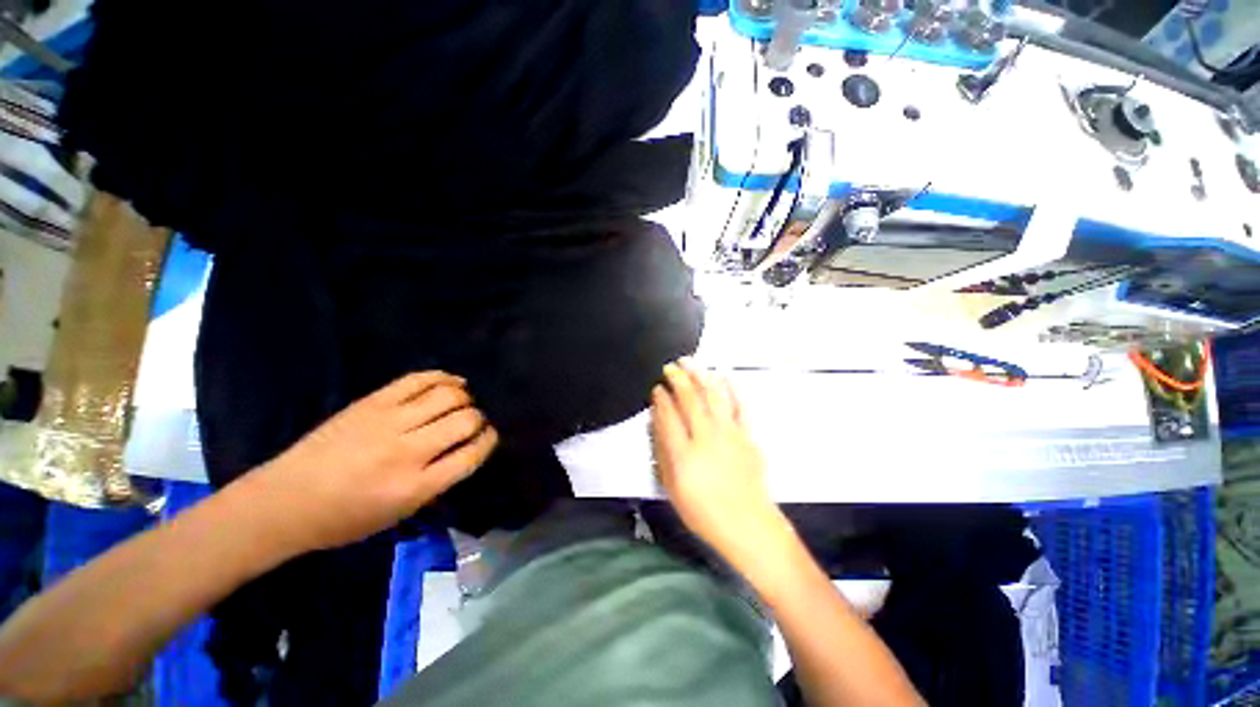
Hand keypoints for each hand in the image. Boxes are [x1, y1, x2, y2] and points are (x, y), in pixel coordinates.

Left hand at [247, 372, 497, 552]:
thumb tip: (466, 448)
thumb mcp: (399, 514)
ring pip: (449, 395)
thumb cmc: (344, 518)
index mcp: (416, 487)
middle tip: (473, 423)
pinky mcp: (373, 402)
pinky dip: (443, 377)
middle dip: (478, 419)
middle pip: (465, 420)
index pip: (472, 454)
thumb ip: (439, 481)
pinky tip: (452, 382)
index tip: (489, 436)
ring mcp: (389, 421)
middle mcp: (407, 451)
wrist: (284, 501)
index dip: (488, 441)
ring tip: (463, 402)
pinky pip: (419, 379)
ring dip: (465, 398)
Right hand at [652, 360, 781, 559]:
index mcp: (684, 455)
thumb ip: (662, 455)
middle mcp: (706, 438)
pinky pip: (739, 405)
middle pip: (689, 400)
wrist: (748, 524)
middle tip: (670, 367)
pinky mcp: (747, 435)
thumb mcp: (672, 489)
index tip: (657, 388)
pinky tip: (724, 375)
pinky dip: (731, 388)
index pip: (668, 417)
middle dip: (677, 379)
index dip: (661, 399)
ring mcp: (729, 434)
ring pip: (713, 396)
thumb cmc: (704, 512)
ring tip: (690, 362)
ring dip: (700, 376)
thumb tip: (656, 426)